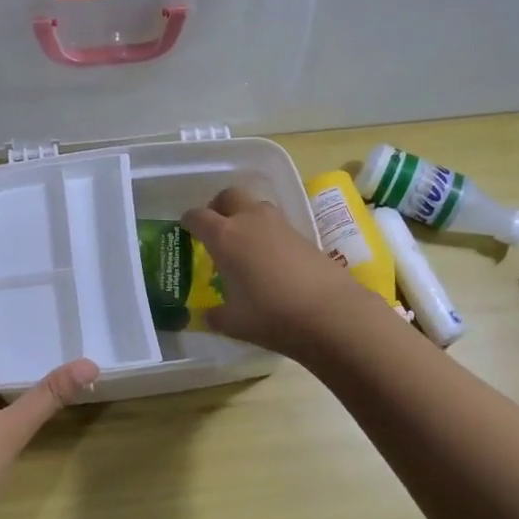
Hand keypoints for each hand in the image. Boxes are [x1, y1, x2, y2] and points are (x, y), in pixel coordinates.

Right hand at [180, 186, 375, 357]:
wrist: (332, 313)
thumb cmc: (271, 315)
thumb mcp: (234, 322)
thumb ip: (215, 315)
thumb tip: (207, 316)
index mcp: (224, 236)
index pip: (198, 217)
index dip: (189, 221)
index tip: (186, 229)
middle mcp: (250, 221)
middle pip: (229, 196)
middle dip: (218, 207)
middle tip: (215, 227)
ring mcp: (280, 225)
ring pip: (256, 206)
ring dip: (245, 217)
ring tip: (243, 245)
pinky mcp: (303, 235)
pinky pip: (276, 225)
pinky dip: (266, 234)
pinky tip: (269, 260)